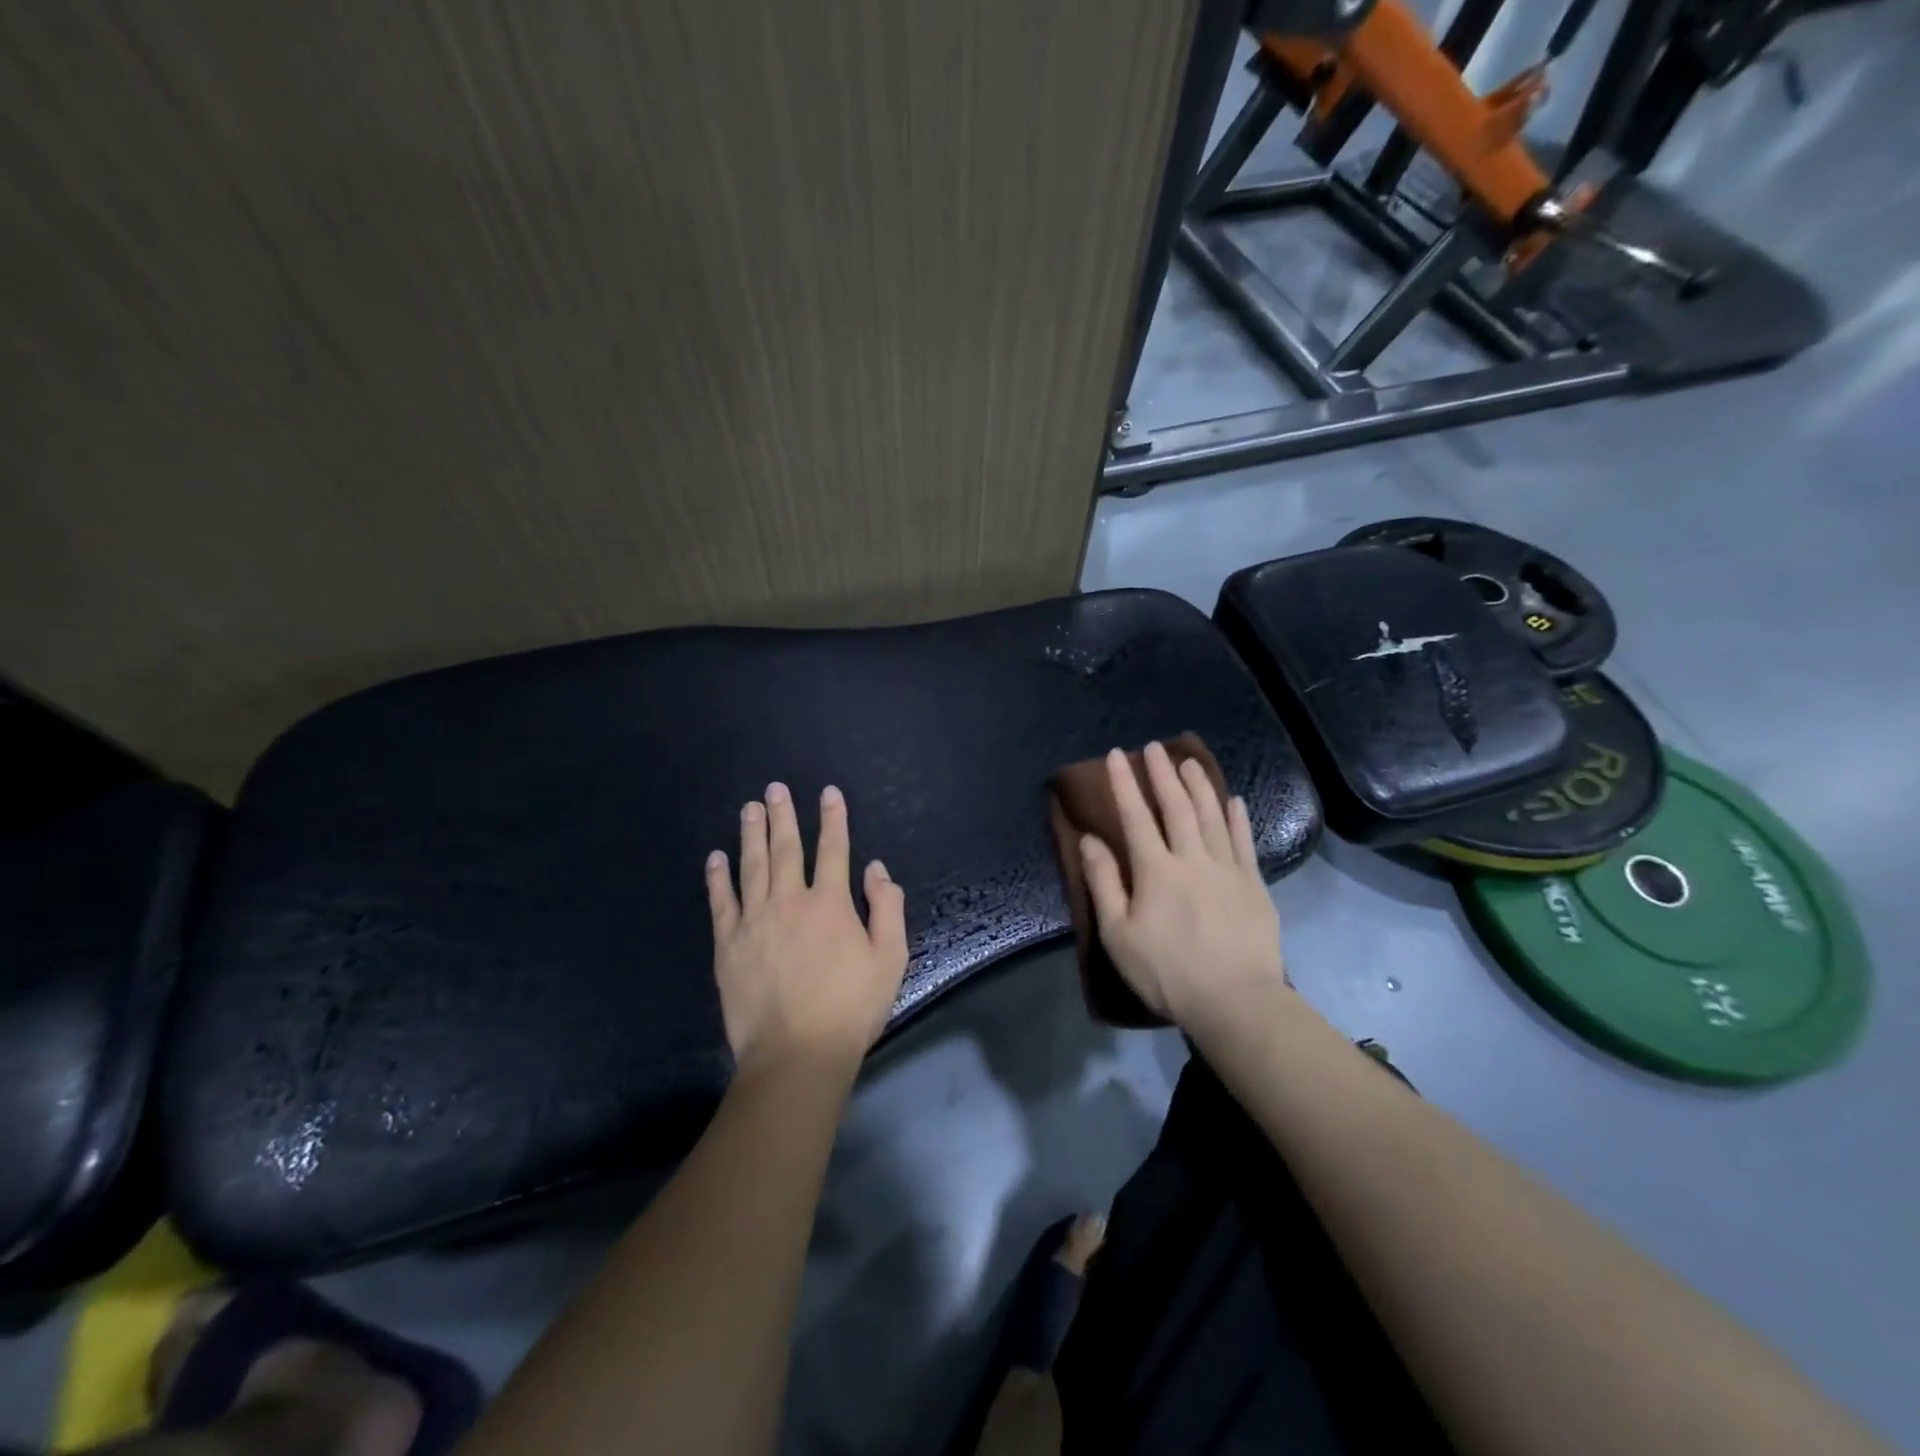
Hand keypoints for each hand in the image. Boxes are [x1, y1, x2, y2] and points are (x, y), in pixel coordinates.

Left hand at [707, 782, 908, 1074]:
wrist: (796, 1054)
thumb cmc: (850, 1007)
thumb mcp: (890, 958)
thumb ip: (887, 908)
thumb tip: (876, 869)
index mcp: (830, 904)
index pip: (833, 850)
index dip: (833, 819)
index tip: (828, 793)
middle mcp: (790, 902)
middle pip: (786, 849)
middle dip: (783, 815)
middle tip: (775, 788)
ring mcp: (754, 921)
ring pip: (752, 867)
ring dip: (751, 834)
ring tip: (749, 808)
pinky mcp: (728, 944)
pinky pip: (721, 902)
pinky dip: (718, 877)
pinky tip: (715, 858)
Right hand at [1078, 743, 1288, 1034]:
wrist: (1235, 1002)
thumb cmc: (1168, 972)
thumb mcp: (1118, 934)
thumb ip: (1104, 883)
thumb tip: (1090, 840)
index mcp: (1156, 870)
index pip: (1136, 816)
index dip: (1124, 783)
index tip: (1116, 755)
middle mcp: (1192, 859)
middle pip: (1176, 807)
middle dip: (1163, 774)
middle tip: (1154, 747)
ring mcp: (1228, 869)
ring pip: (1212, 816)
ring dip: (1199, 785)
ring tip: (1190, 761)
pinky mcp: (1254, 885)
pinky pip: (1244, 841)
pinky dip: (1237, 818)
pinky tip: (1234, 800)